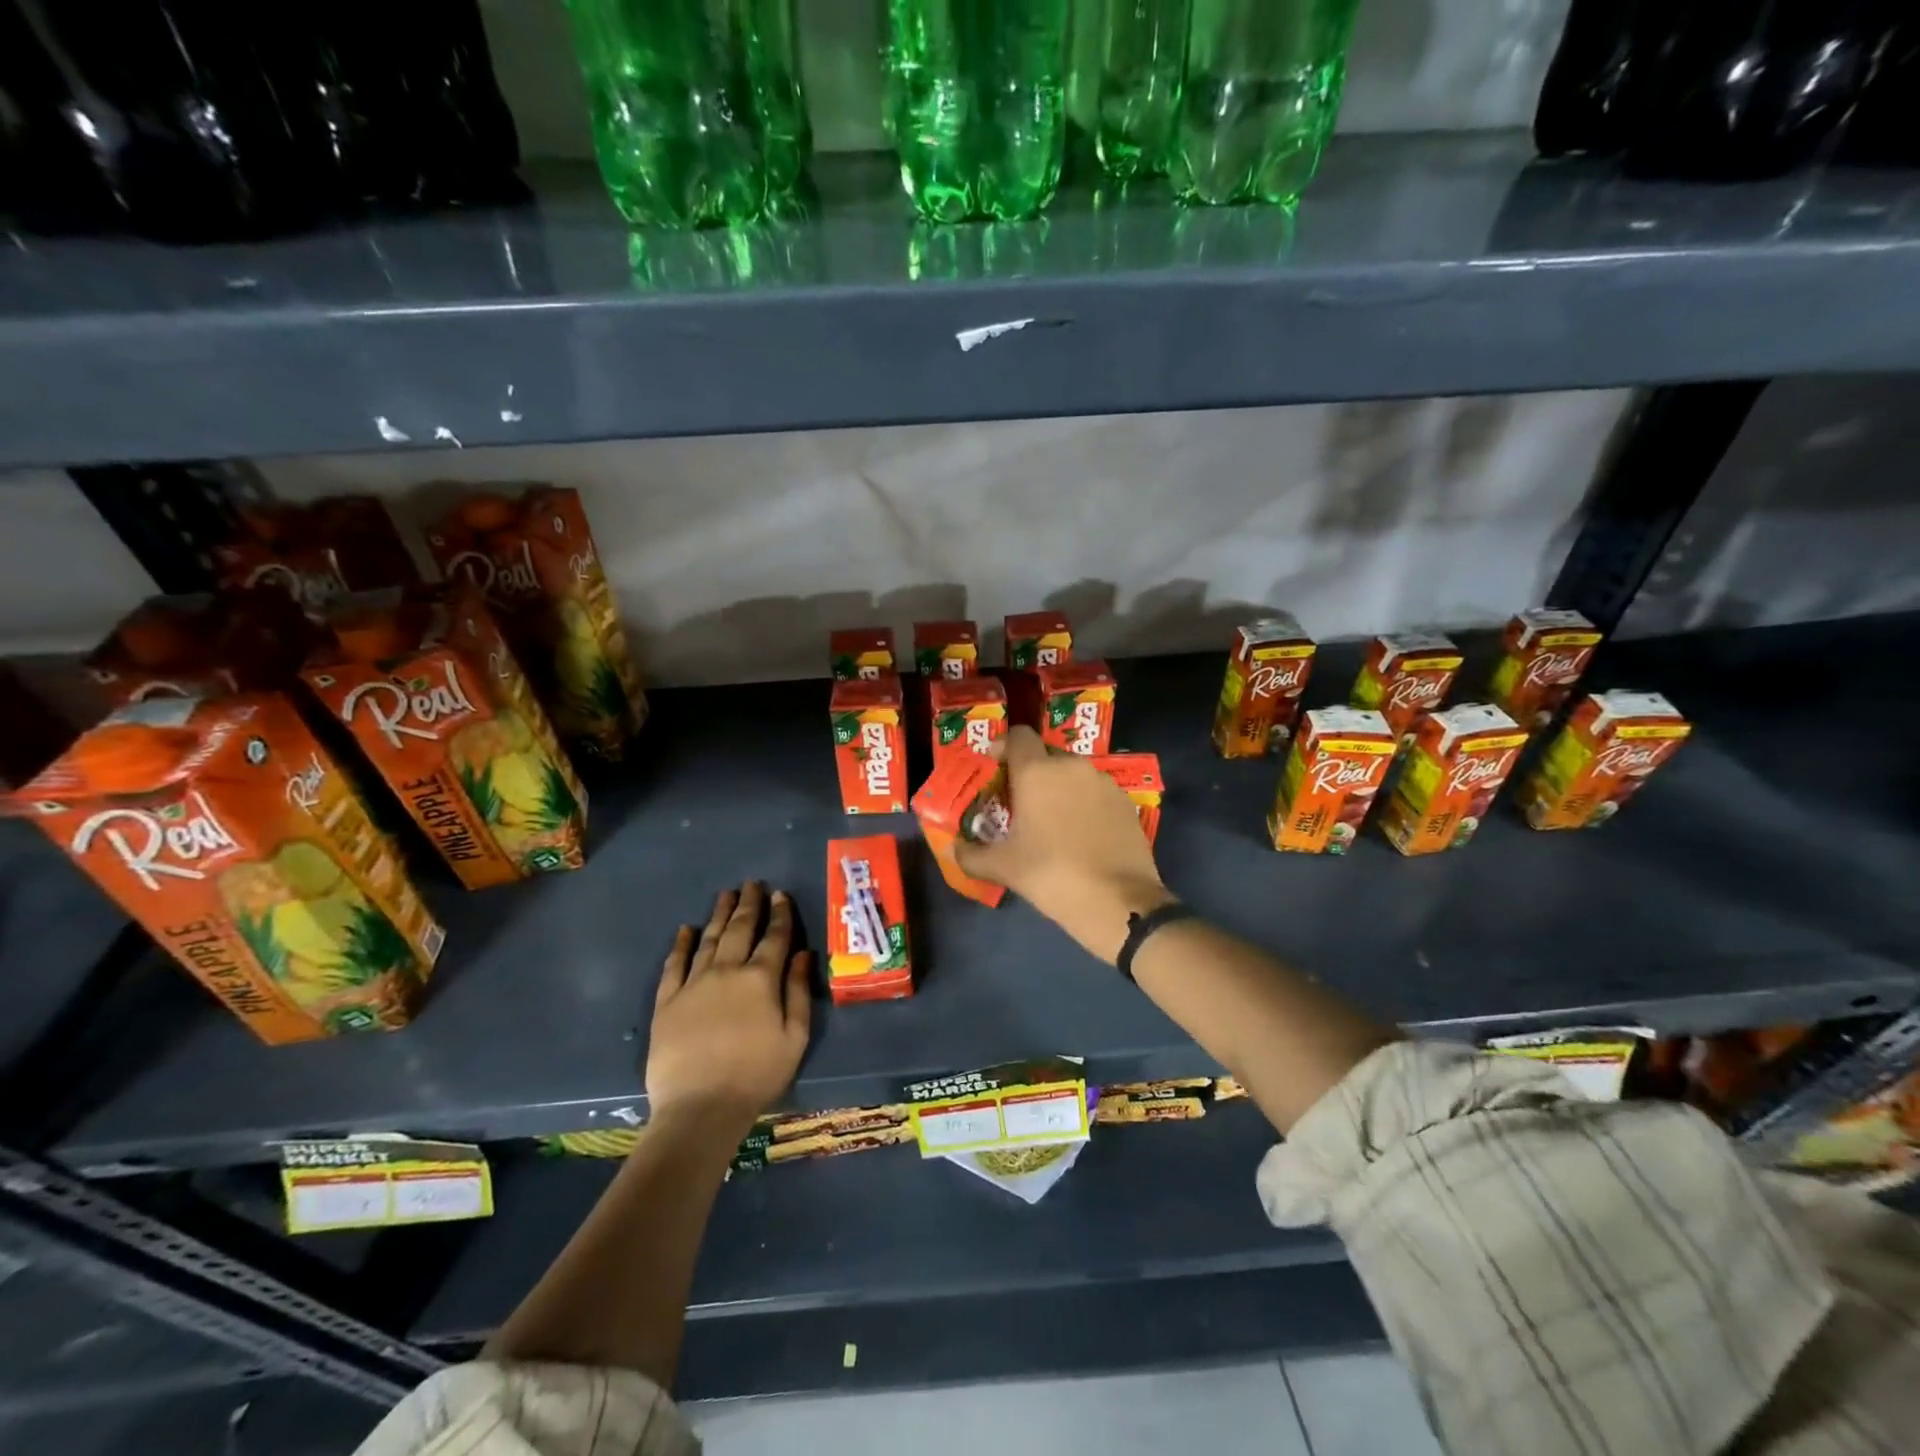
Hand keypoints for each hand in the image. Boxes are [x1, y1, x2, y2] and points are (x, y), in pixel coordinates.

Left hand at [646, 883, 810, 1127]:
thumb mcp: (794, 1037)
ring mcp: (693, 984)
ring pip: (708, 939)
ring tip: (726, 895)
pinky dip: (681, 945)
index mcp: (760, 979)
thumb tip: (802, 954)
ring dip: (719, 915)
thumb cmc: (756, 1075)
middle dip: (749, 904)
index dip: (780, 914)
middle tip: (752, 883)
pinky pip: (674, 965)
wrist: (699, 1109)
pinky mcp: (667, 1002)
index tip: (781, 894)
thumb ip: (798, 992)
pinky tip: (685, 930)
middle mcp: (726, 971)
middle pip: (739, 929)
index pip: (774, 937)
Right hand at [956, 727, 1173, 962]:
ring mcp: (1103, 782)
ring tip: (1051, 822)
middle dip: (1029, 773)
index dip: (1003, 747)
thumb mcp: (1003, 868)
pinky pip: (1095, 792)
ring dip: (1058, 788)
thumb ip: (970, 854)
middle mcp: (1071, 766)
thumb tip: (954, 848)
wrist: (1118, 902)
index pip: (1018, 736)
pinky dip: (1083, 804)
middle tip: (1019, 804)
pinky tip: (1081, 834)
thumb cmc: (1052, 876)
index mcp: (1037, 772)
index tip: (995, 771)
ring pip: (1072, 774)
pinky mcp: (1125, 801)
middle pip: (1044, 755)